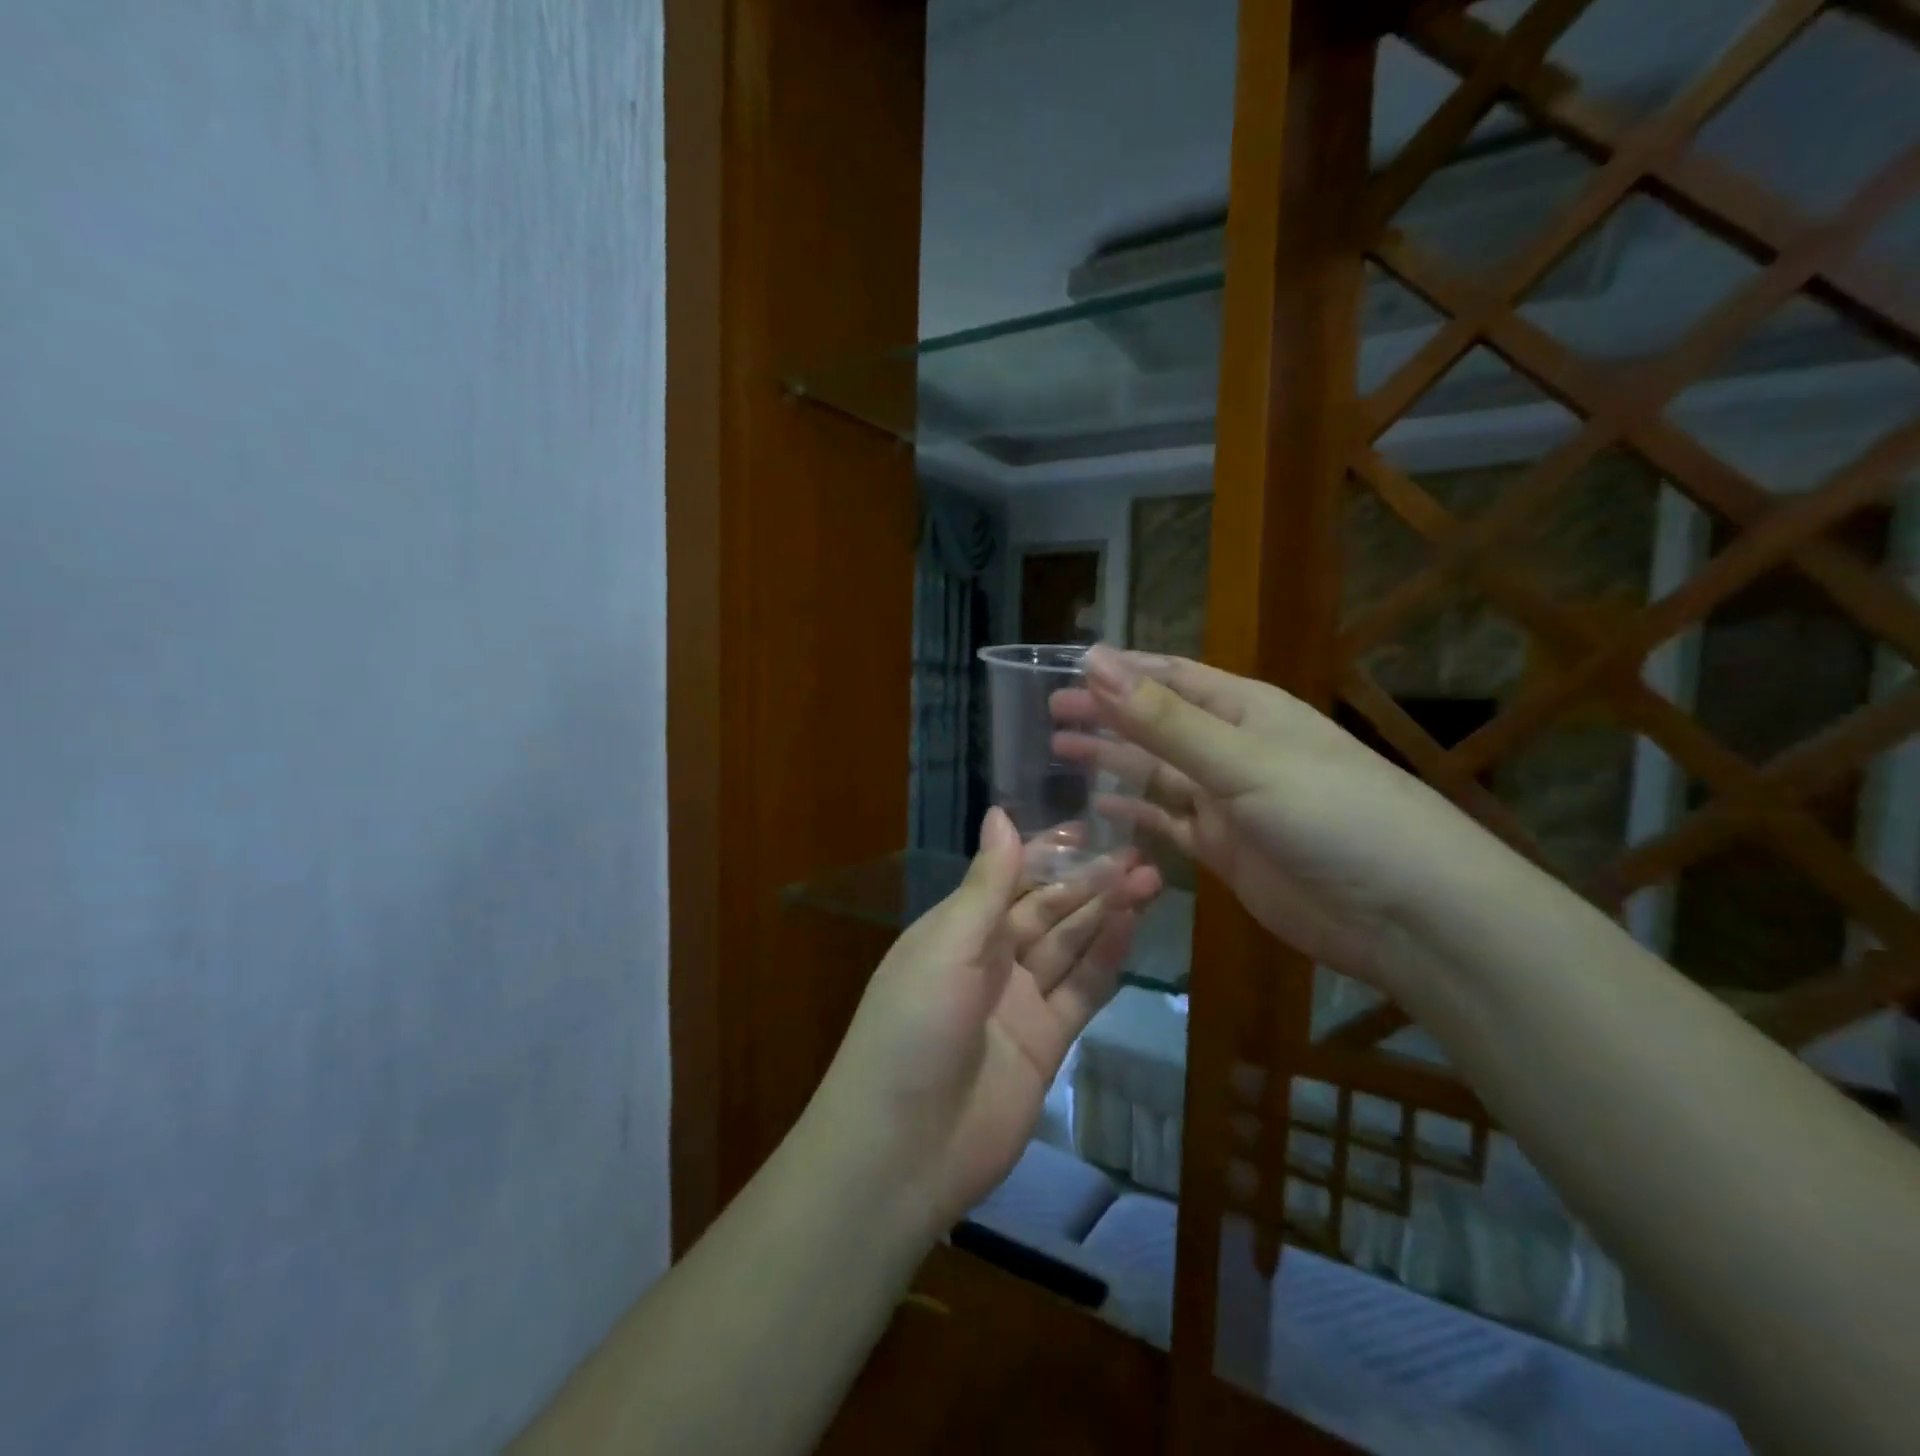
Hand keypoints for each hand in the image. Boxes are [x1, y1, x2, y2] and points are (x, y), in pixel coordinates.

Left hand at [813, 809, 1161, 1235]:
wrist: (903, 1149)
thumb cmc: (914, 1028)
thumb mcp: (947, 946)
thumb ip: (986, 885)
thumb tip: (1000, 814)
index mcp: (956, 930)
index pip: (1009, 879)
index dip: (1047, 853)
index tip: (1089, 828)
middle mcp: (988, 960)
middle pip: (1047, 911)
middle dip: (1088, 882)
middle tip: (1137, 854)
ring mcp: (1019, 1003)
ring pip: (1070, 946)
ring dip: (1105, 914)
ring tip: (1148, 879)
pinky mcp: (1045, 1044)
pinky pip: (1081, 991)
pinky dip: (1106, 959)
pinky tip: (1131, 926)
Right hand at [1053, 646, 1491, 989]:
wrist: (1406, 912)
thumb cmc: (1331, 815)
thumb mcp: (1242, 761)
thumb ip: (1164, 719)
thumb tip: (1095, 662)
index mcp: (1245, 710)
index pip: (1170, 676)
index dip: (1120, 671)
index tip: (1066, 669)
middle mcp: (1233, 749)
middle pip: (1156, 724)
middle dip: (1106, 715)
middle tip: (1049, 713)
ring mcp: (1228, 802)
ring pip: (1156, 773)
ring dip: (1112, 760)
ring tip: (1059, 751)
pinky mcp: (1225, 850)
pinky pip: (1167, 823)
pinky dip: (1134, 813)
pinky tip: (1100, 806)